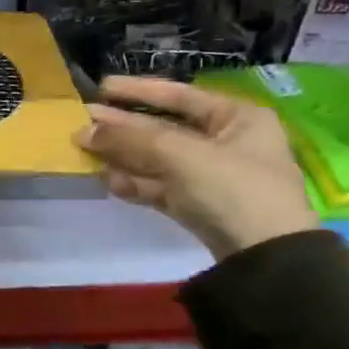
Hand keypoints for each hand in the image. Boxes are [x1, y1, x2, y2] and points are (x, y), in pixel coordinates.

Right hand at [74, 76, 318, 259]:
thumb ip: (129, 139)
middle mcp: (228, 142)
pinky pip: (162, 186)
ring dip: (123, 155)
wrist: (265, 260)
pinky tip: (108, 180)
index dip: (138, 91)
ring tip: (85, 149)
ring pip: (159, 159)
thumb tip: (84, 130)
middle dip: (123, 127)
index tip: (102, 87)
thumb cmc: (231, 188)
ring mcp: (214, 177)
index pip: (180, 95)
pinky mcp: (201, 207)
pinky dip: (136, 182)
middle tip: (83, 120)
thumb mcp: (179, 154)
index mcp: (238, 117)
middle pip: (164, 129)